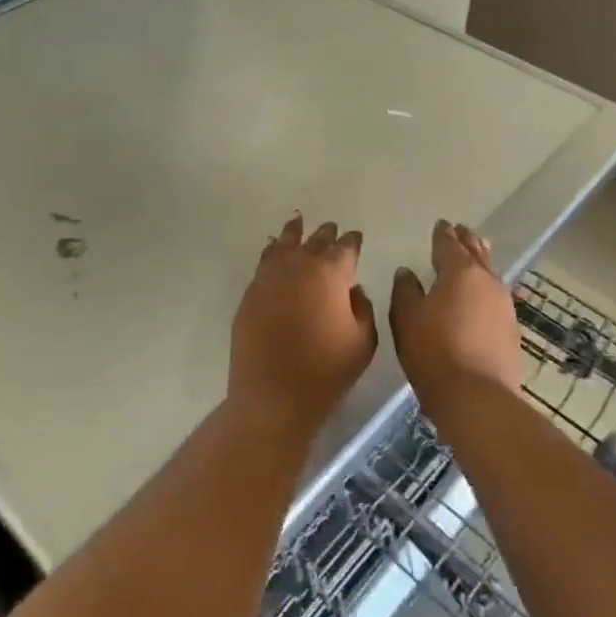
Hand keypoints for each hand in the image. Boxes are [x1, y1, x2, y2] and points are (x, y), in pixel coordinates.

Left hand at [229, 214, 377, 435]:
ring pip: (284, 243)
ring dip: (295, 233)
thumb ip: (362, 307)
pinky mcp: (251, 291)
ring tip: (298, 222)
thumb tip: (353, 288)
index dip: (352, 241)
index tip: (355, 238)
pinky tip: (273, 248)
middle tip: (331, 229)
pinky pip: (264, 261)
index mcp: (331, 274)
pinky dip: (272, 250)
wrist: (274, 394)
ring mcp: (271, 276)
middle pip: (315, 240)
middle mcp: (300, 265)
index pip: (346, 247)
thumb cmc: (327, 371)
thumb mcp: (363, 342)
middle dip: (326, 234)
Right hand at [390, 220, 525, 406]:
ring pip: (490, 275)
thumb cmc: (434, 352)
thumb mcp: (407, 318)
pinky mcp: (511, 331)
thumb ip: (405, 290)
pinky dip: (485, 290)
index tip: (441, 224)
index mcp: (460, 272)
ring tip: (475, 255)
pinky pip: (495, 298)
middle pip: (476, 254)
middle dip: (467, 241)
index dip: (443, 234)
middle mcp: (487, 282)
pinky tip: (481, 296)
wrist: (477, 397)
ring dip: (480, 262)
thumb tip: (407, 272)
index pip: (449, 245)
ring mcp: (504, 307)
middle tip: (461, 230)